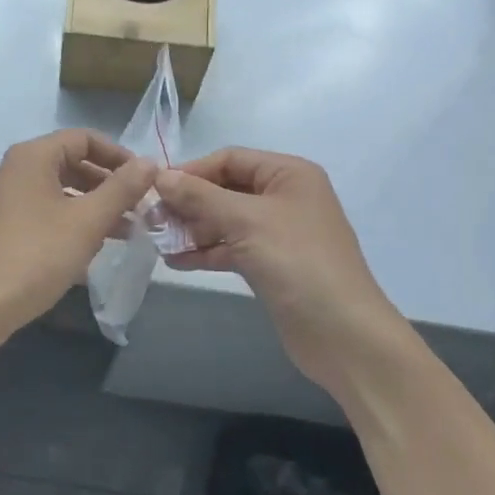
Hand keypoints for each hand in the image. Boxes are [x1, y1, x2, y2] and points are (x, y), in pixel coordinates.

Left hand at [0, 130, 154, 350]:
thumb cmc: (37, 255)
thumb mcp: (88, 221)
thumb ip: (121, 189)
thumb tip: (150, 162)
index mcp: (33, 156)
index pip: (84, 138)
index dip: (118, 155)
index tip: (144, 181)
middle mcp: (16, 168)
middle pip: (72, 162)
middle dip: (108, 183)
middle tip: (139, 207)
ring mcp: (7, 197)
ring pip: (61, 188)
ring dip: (93, 204)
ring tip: (126, 229)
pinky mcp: (5, 224)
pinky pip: (46, 209)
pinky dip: (72, 219)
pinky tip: (94, 244)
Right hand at [154, 149, 397, 393]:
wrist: (343, 334)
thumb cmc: (297, 263)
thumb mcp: (246, 221)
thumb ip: (200, 196)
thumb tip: (160, 175)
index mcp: (288, 174)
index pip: (230, 159)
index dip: (192, 171)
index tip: (155, 189)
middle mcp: (284, 197)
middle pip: (226, 189)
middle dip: (189, 203)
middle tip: (151, 219)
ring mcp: (279, 233)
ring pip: (226, 220)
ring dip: (193, 229)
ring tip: (157, 241)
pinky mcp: (272, 264)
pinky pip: (232, 248)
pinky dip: (206, 251)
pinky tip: (176, 261)